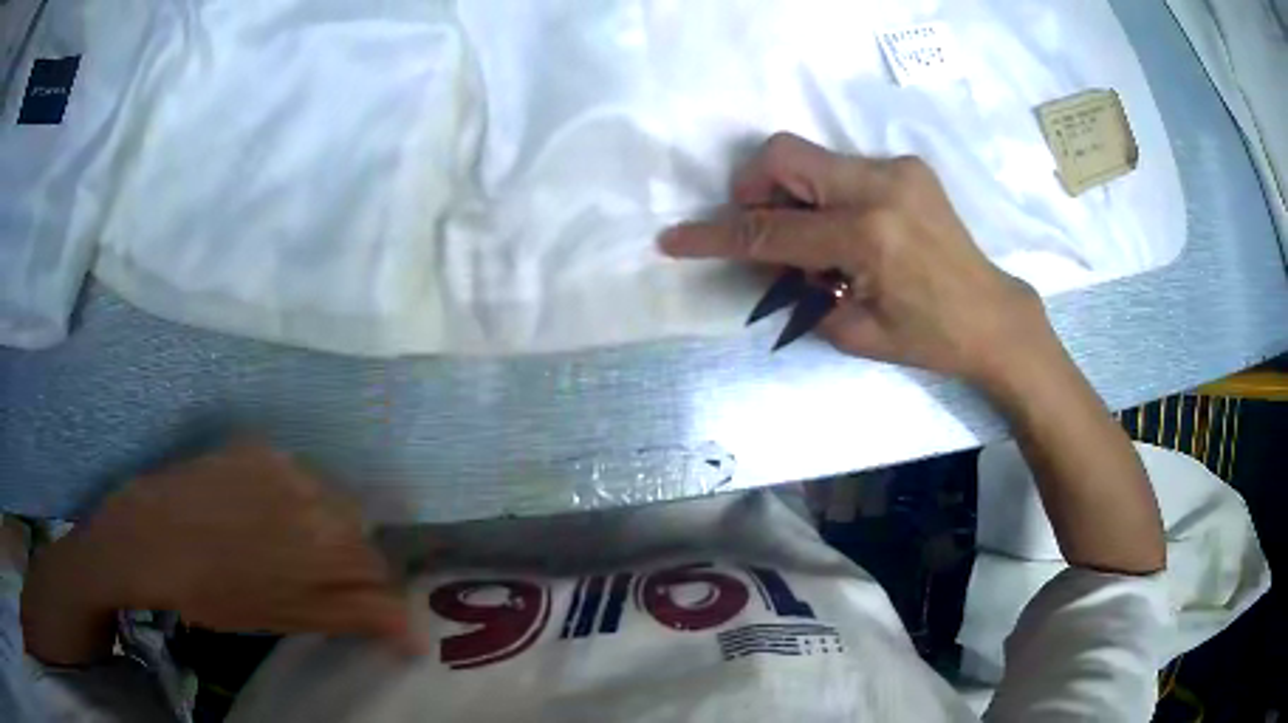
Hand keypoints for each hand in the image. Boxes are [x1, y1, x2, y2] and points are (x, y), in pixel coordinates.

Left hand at [23, 442, 418, 664]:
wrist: (151, 538)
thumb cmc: (218, 595)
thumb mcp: (291, 618)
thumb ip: (357, 618)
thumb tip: (416, 635)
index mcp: (331, 545)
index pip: (379, 572)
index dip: (366, 594)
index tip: (345, 606)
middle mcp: (317, 495)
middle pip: (357, 531)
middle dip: (341, 557)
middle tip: (303, 577)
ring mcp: (285, 463)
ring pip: (326, 499)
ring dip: (313, 523)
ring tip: (271, 542)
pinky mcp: (256, 445)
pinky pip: (291, 474)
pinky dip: (283, 495)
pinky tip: (250, 510)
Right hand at [661, 132, 1050, 385]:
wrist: (992, 315)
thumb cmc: (930, 338)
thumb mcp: (854, 331)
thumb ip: (799, 287)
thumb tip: (768, 255)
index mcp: (869, 238)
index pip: (773, 230)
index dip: (718, 235)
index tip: (675, 238)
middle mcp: (881, 186)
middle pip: (785, 155)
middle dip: (753, 188)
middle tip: (758, 228)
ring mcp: (897, 169)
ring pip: (811, 157)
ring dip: (790, 192)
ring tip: (808, 237)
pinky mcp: (907, 167)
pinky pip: (841, 168)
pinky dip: (822, 193)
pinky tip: (842, 229)